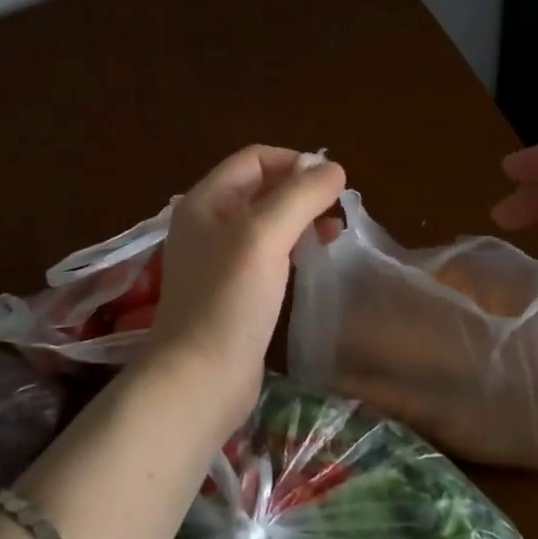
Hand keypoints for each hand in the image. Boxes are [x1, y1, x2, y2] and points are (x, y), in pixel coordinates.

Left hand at [143, 146, 345, 439]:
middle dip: (301, 191)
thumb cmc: (229, 300)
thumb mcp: (264, 237)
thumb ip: (299, 196)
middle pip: (261, 188)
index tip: (332, 185)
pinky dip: (293, 248)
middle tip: (338, 209)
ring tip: (335, 232)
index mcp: (206, 201)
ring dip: (301, 219)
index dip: (294, 162)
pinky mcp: (233, 291)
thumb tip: (333, 168)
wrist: (199, 379)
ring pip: (267, 222)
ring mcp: (218, 259)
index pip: (254, 159)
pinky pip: (267, 254)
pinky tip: (316, 260)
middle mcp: (208, 223)